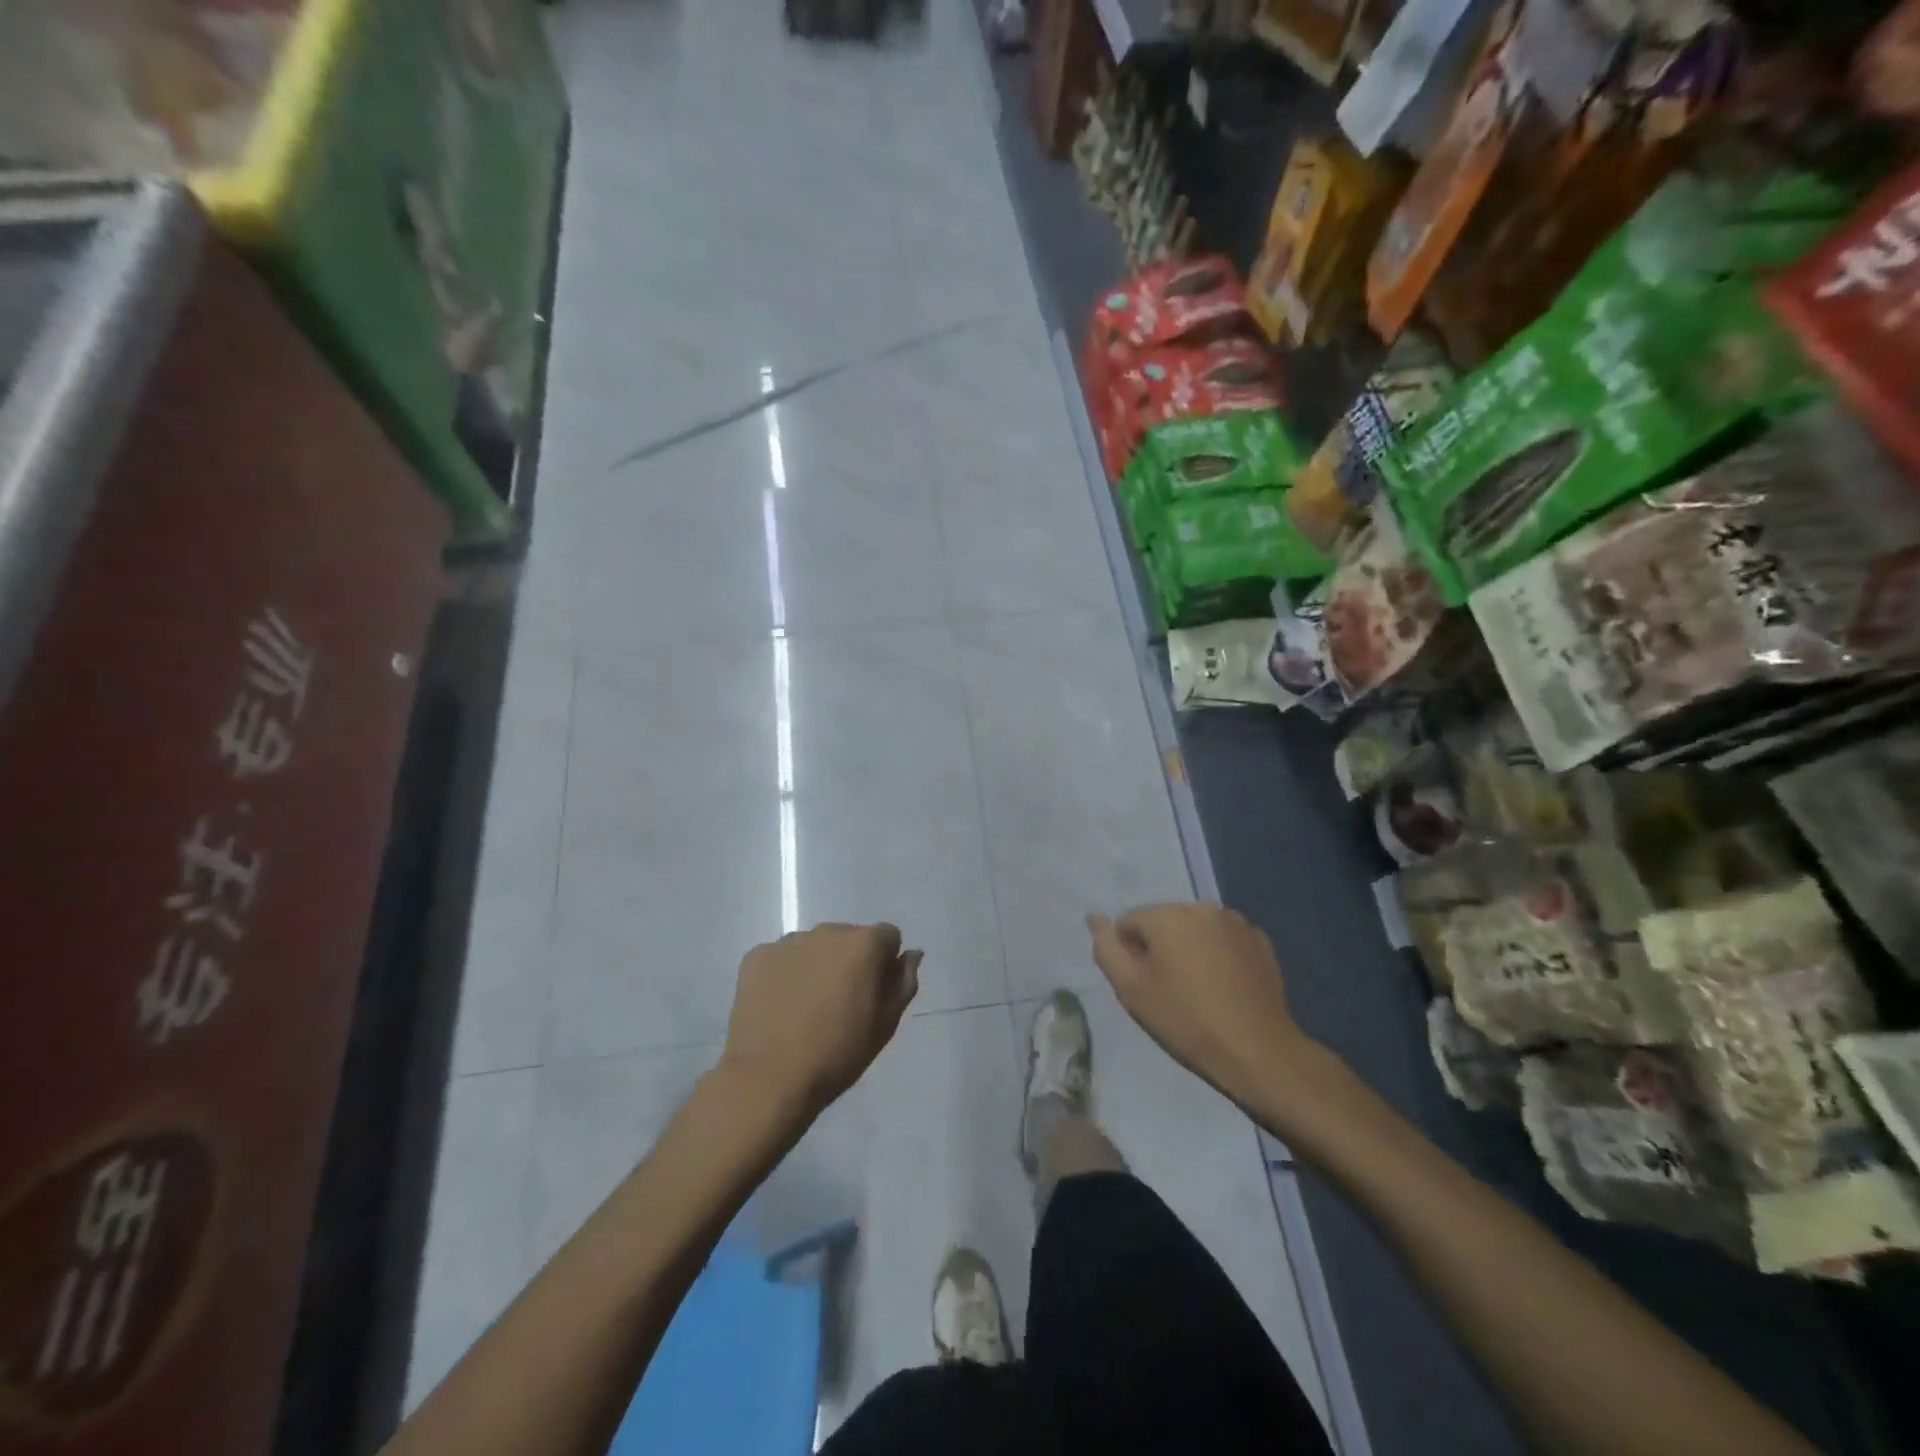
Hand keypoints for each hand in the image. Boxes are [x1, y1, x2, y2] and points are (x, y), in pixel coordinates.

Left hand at [718, 923, 921, 1124]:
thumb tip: (910, 954)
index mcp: (864, 943)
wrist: (770, 1078)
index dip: (885, 964)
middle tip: (840, 1004)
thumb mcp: (886, 1024)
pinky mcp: (756, 956)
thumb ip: (904, 981)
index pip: (888, 937)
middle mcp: (827, 931)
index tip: (874, 994)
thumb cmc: (838, 1053)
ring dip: (817, 966)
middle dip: (849, 961)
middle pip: (849, 938)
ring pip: (814, 947)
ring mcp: (788, 941)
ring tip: (806, 1008)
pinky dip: (784, 975)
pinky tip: (780, 1007)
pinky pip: (781, 959)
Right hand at [1088, 903, 1312, 1109]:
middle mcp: (1201, 906)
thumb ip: (1105, 947)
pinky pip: (1223, 939)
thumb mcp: (1130, 988)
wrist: (1256, 1050)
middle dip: (1161, 949)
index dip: (1130, 956)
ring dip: (1189, 949)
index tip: (1146, 987)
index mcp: (1167, 914)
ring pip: (1194, 929)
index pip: (1129, 924)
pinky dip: (1218, 955)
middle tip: (1170, 992)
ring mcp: (1235, 921)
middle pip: (1163, 923)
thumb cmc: (1185, 1019)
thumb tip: (1094, 916)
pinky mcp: (1259, 939)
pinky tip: (1225, 987)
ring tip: (1199, 990)